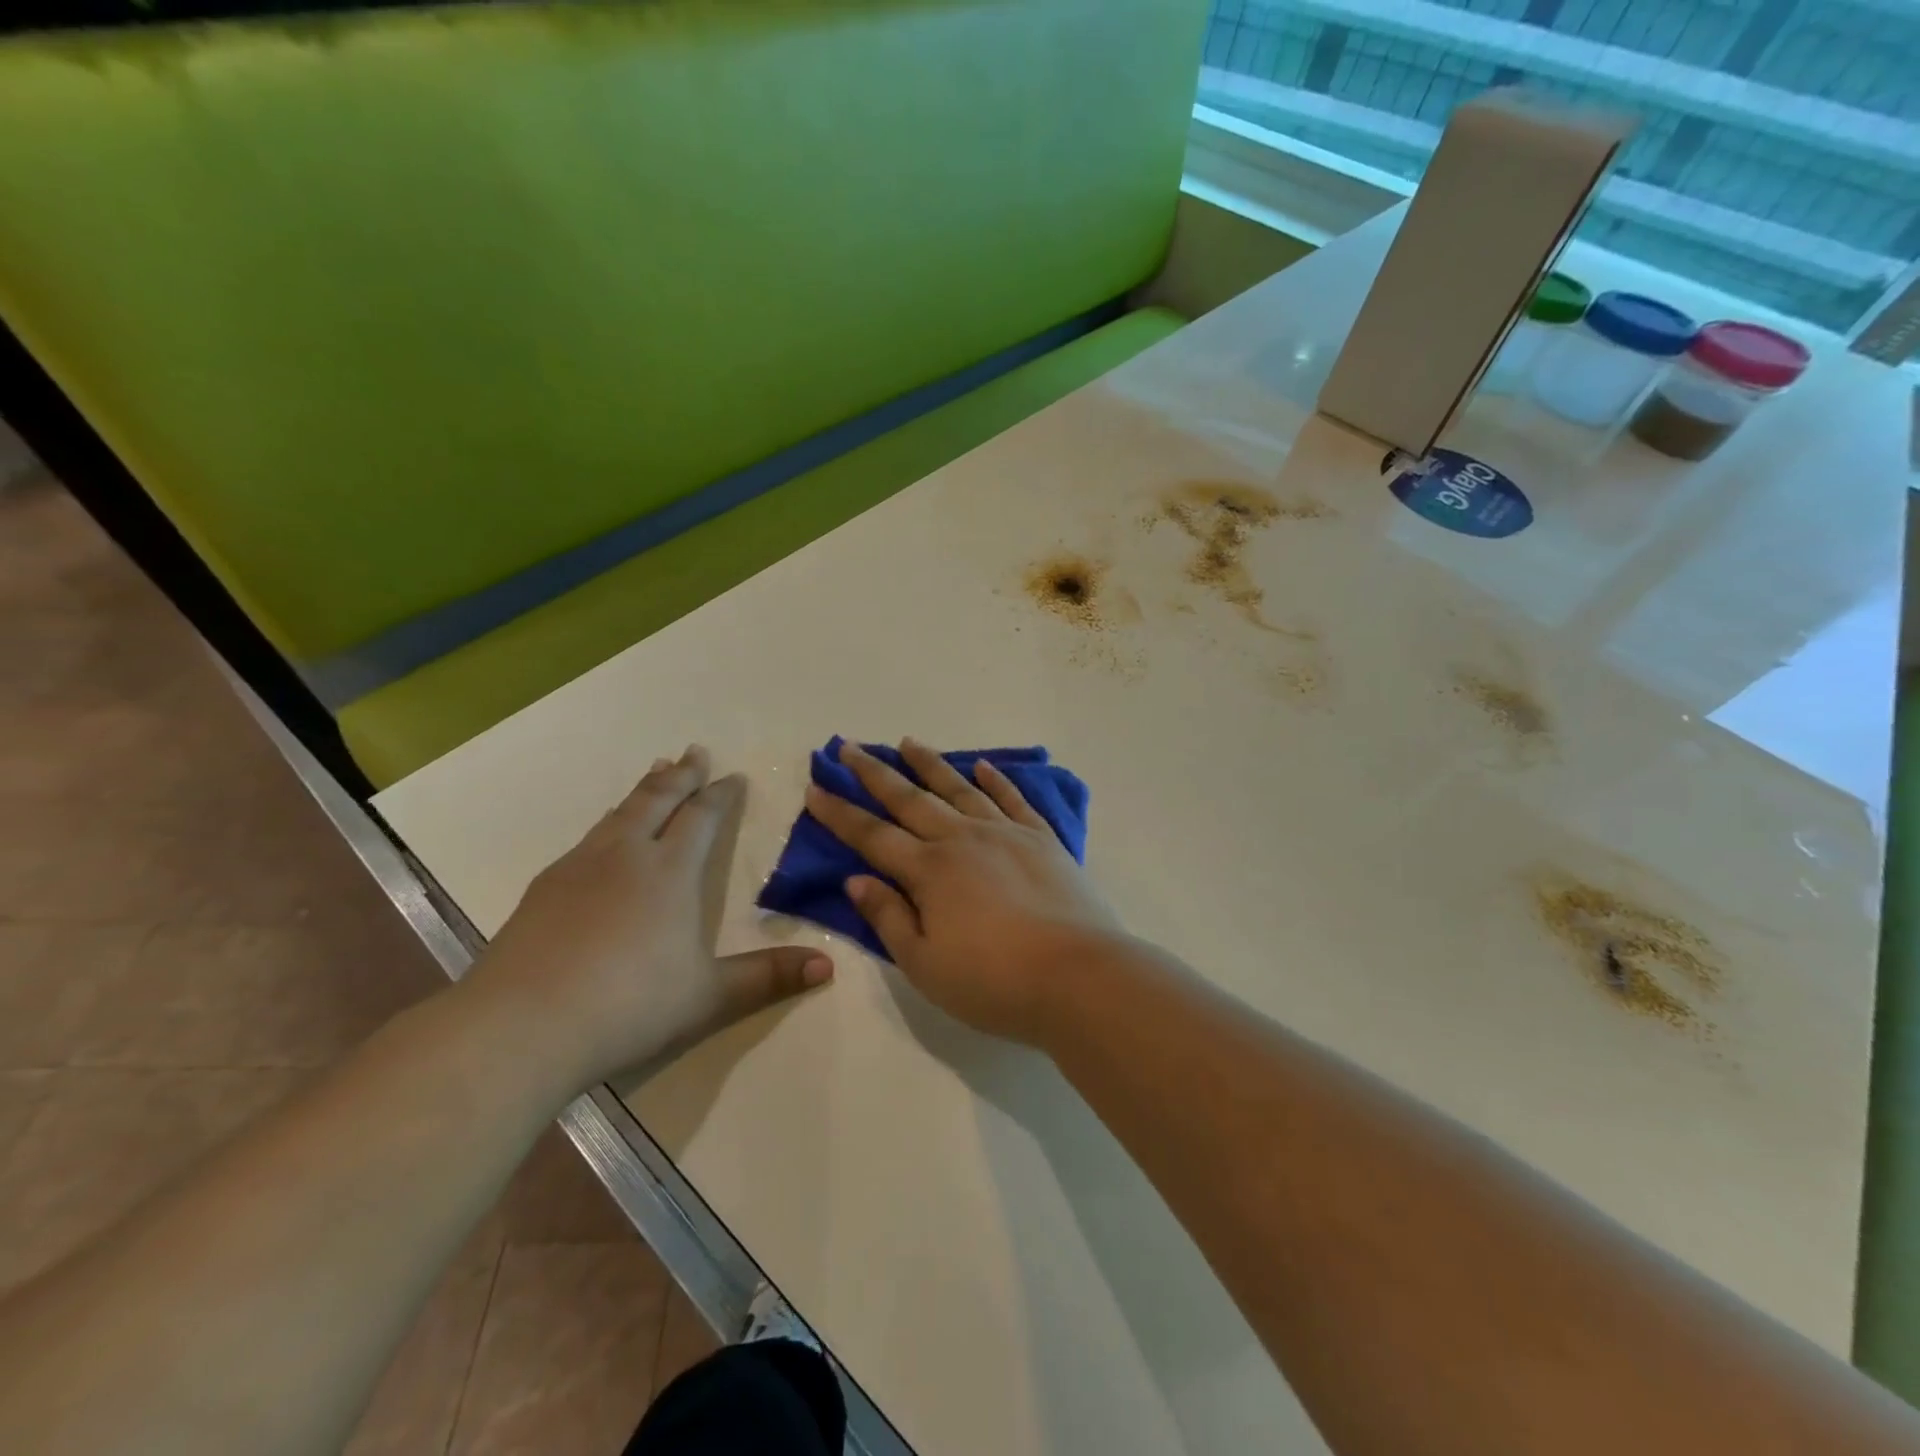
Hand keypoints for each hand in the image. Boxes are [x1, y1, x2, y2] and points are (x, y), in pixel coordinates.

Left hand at [469, 745, 832, 1094]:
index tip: (733, 777)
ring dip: (643, 790)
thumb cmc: (629, 1005)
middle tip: (694, 751)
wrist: (521, 1026)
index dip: (720, 794)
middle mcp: (627, 855)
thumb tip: (828, 966)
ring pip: (620, 813)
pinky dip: (610, 822)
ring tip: (655, 772)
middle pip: (658, 799)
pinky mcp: (544, 888)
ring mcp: (580, 867)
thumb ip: (768, 977)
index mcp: (671, 872)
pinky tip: (605, 836)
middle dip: (681, 774)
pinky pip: (589, 838)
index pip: (702, 818)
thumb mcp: (709, 996)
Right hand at [804, 738, 1123, 1044]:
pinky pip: (1013, 800)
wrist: (1080, 976)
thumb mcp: (925, 964)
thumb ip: (889, 917)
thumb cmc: (995, 981)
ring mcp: (1006, 834)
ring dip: (930, 764)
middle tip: (850, 747)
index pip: (873, 836)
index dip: (840, 814)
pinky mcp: (1042, 840)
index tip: (815, 788)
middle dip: (875, 773)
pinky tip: (981, 767)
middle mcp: (963, 839)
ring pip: (959, 789)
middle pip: (911, 799)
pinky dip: (995, 780)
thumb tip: (857, 879)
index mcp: (930, 871)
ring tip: (908, 743)